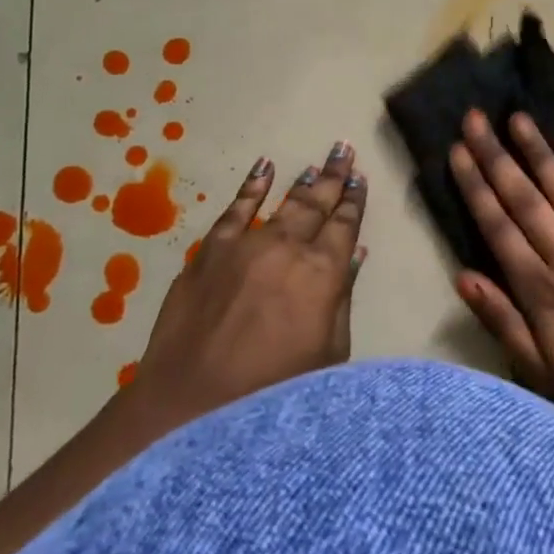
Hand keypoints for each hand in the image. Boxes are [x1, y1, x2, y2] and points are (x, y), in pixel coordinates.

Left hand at [126, 142, 367, 429]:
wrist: (191, 404)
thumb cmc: (274, 388)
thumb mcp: (328, 352)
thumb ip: (341, 299)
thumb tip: (353, 256)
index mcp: (322, 273)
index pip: (345, 225)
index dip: (355, 201)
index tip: (361, 179)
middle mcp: (287, 247)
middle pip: (316, 203)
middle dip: (334, 176)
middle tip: (344, 149)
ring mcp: (245, 245)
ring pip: (282, 202)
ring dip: (302, 180)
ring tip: (316, 161)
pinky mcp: (209, 251)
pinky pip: (234, 209)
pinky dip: (251, 187)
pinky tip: (263, 168)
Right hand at [448, 110, 553, 433]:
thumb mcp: (536, 368)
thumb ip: (500, 319)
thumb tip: (462, 276)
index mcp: (539, 287)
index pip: (498, 225)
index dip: (476, 186)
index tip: (458, 150)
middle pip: (526, 199)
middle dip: (497, 157)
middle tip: (476, 118)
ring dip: (541, 154)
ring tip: (520, 119)